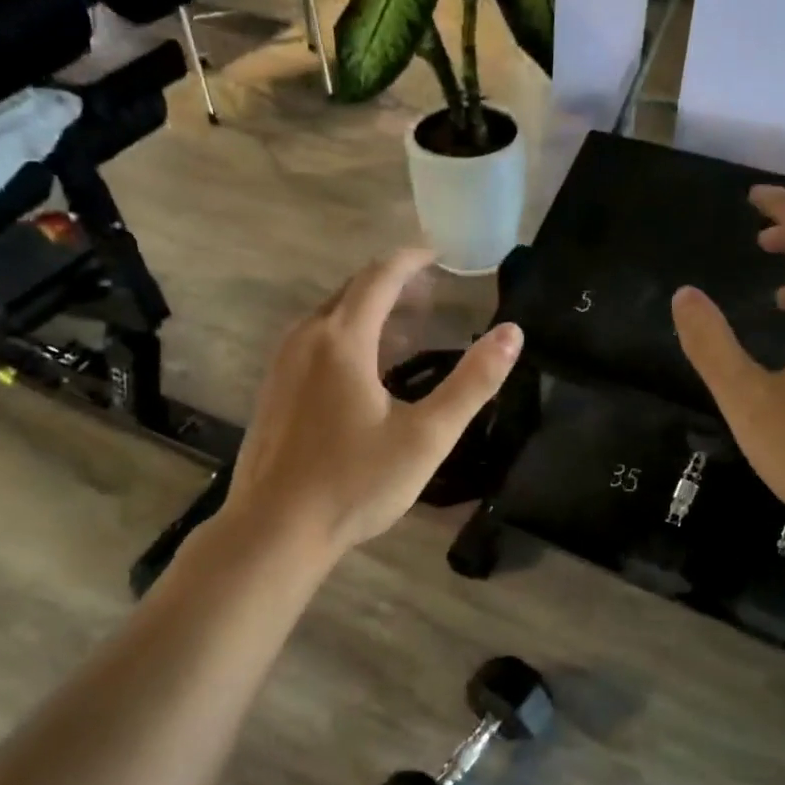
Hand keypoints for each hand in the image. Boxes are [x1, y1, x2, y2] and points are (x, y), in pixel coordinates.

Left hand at [223, 248, 524, 559]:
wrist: (274, 530)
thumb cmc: (354, 483)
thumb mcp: (426, 437)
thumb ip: (472, 383)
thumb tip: (512, 333)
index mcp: (343, 340)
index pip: (380, 276)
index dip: (411, 259)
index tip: (438, 254)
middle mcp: (305, 339)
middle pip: (350, 290)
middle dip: (390, 283)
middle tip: (429, 292)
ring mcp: (281, 365)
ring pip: (328, 317)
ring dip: (366, 310)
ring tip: (403, 328)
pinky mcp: (271, 391)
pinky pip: (312, 342)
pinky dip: (344, 336)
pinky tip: (362, 371)